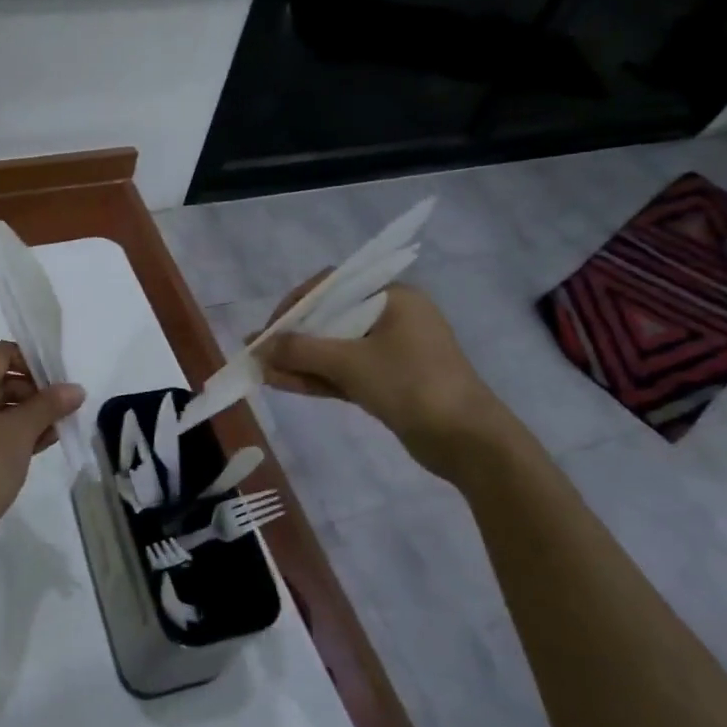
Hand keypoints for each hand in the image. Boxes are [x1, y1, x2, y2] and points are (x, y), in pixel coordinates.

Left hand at [0, 342, 84, 558]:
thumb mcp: (22, 431)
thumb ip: (50, 405)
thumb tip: (75, 389)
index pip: (2, 353)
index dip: (33, 362)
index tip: (58, 383)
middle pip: (0, 380)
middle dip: (35, 393)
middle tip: (63, 410)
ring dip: (27, 415)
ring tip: (57, 430)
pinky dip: (10, 432)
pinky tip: (39, 446)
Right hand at [255, 278, 519, 481]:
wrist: (468, 441)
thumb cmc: (412, 385)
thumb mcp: (351, 362)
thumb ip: (301, 350)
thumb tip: (259, 344)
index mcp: (393, 297)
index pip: (332, 286)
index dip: (295, 304)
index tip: (270, 328)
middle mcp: (392, 317)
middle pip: (331, 318)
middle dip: (293, 337)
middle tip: (259, 352)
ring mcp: (392, 352)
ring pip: (335, 349)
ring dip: (300, 360)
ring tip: (261, 371)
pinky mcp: (389, 382)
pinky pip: (345, 372)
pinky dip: (317, 377)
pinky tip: (282, 384)